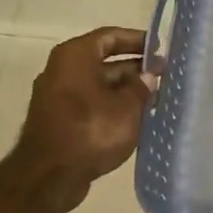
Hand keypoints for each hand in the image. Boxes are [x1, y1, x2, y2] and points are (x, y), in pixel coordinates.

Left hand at [11, 27, 151, 212]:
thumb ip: (141, 87)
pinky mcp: (58, 119)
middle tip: (163, 76)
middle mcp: (62, 70)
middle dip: (134, 68)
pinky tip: (134, 119)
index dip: (137, 40)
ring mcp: (57, 96)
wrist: (49, 176)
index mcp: (75, 56)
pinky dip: (111, 106)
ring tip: (154, 98)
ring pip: (97, 85)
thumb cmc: (91, 131)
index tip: (160, 48)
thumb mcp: (127, 107)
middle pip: (103, 60)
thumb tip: (148, 77)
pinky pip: (90, 103)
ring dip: (124, 90)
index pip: (110, 36)